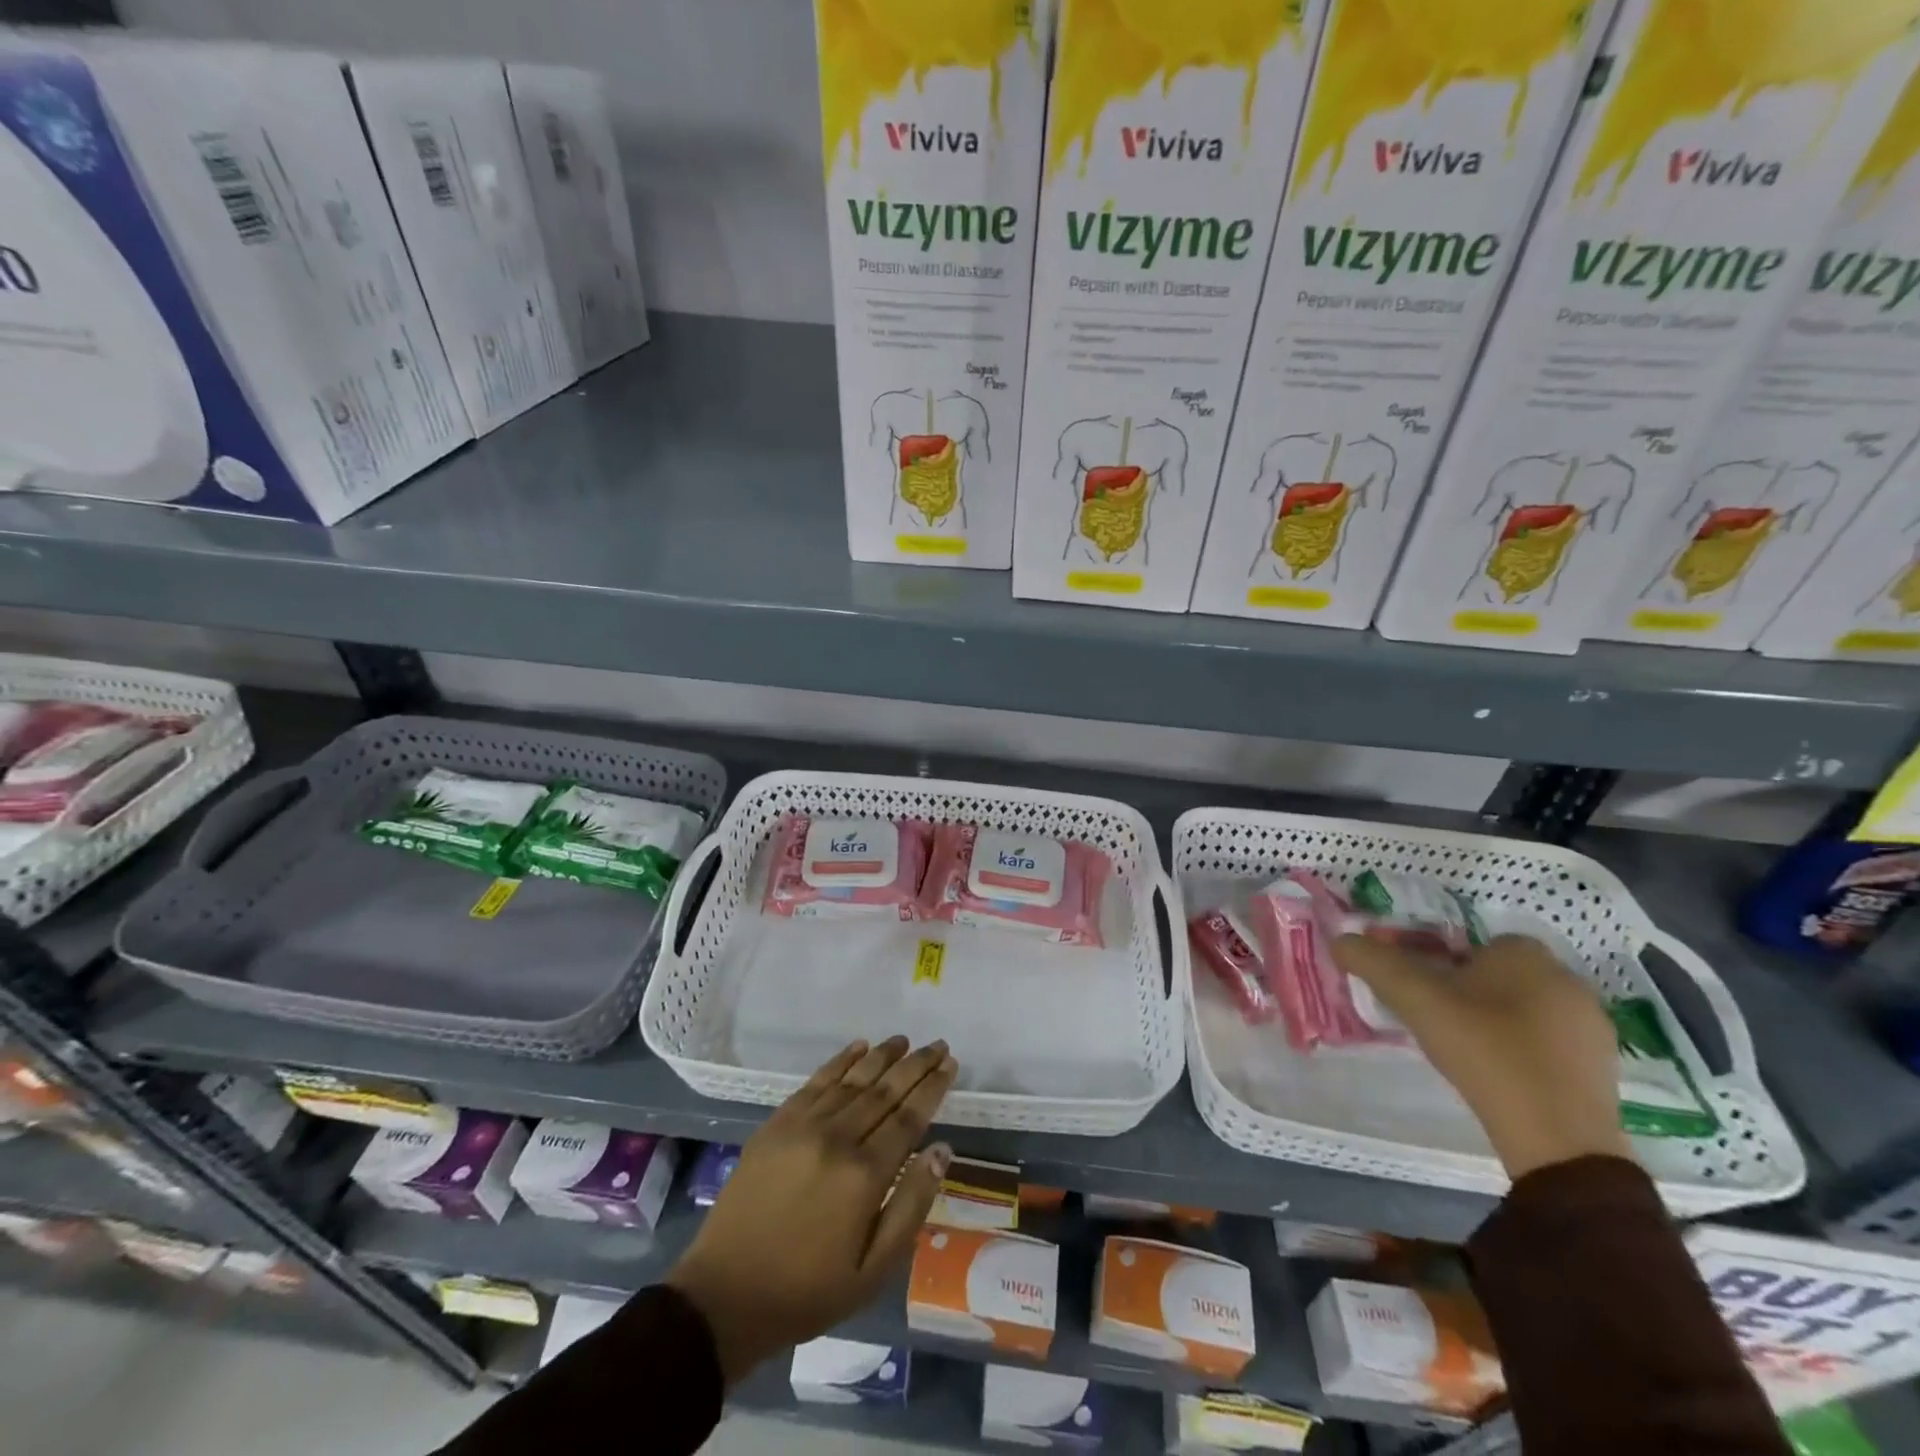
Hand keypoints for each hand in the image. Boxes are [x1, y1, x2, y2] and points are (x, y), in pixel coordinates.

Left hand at [667, 1036, 957, 1384]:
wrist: (723, 1296)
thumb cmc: (806, 1292)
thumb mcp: (872, 1271)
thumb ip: (911, 1205)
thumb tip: (941, 1150)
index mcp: (864, 1175)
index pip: (909, 1117)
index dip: (932, 1088)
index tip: (950, 1065)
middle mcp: (837, 1138)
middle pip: (885, 1090)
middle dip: (916, 1065)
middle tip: (939, 1045)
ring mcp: (803, 1126)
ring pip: (853, 1080)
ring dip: (882, 1056)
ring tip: (904, 1040)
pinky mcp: (777, 1124)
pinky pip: (816, 1082)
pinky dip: (840, 1061)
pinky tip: (858, 1047)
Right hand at [1331, 932, 1630, 1179]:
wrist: (1557, 1138)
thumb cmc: (1485, 1050)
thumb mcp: (1415, 1000)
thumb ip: (1374, 963)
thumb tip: (1341, 940)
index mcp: (1526, 954)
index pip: (1475, 942)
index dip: (1444, 962)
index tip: (1423, 991)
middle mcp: (1567, 979)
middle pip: (1500, 974)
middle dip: (1469, 990)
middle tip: (1438, 1020)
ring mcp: (1592, 1025)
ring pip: (1526, 1007)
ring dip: (1498, 1020)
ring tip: (1467, 1051)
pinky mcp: (1604, 1067)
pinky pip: (1551, 1042)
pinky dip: (1525, 1050)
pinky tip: (1502, 1074)